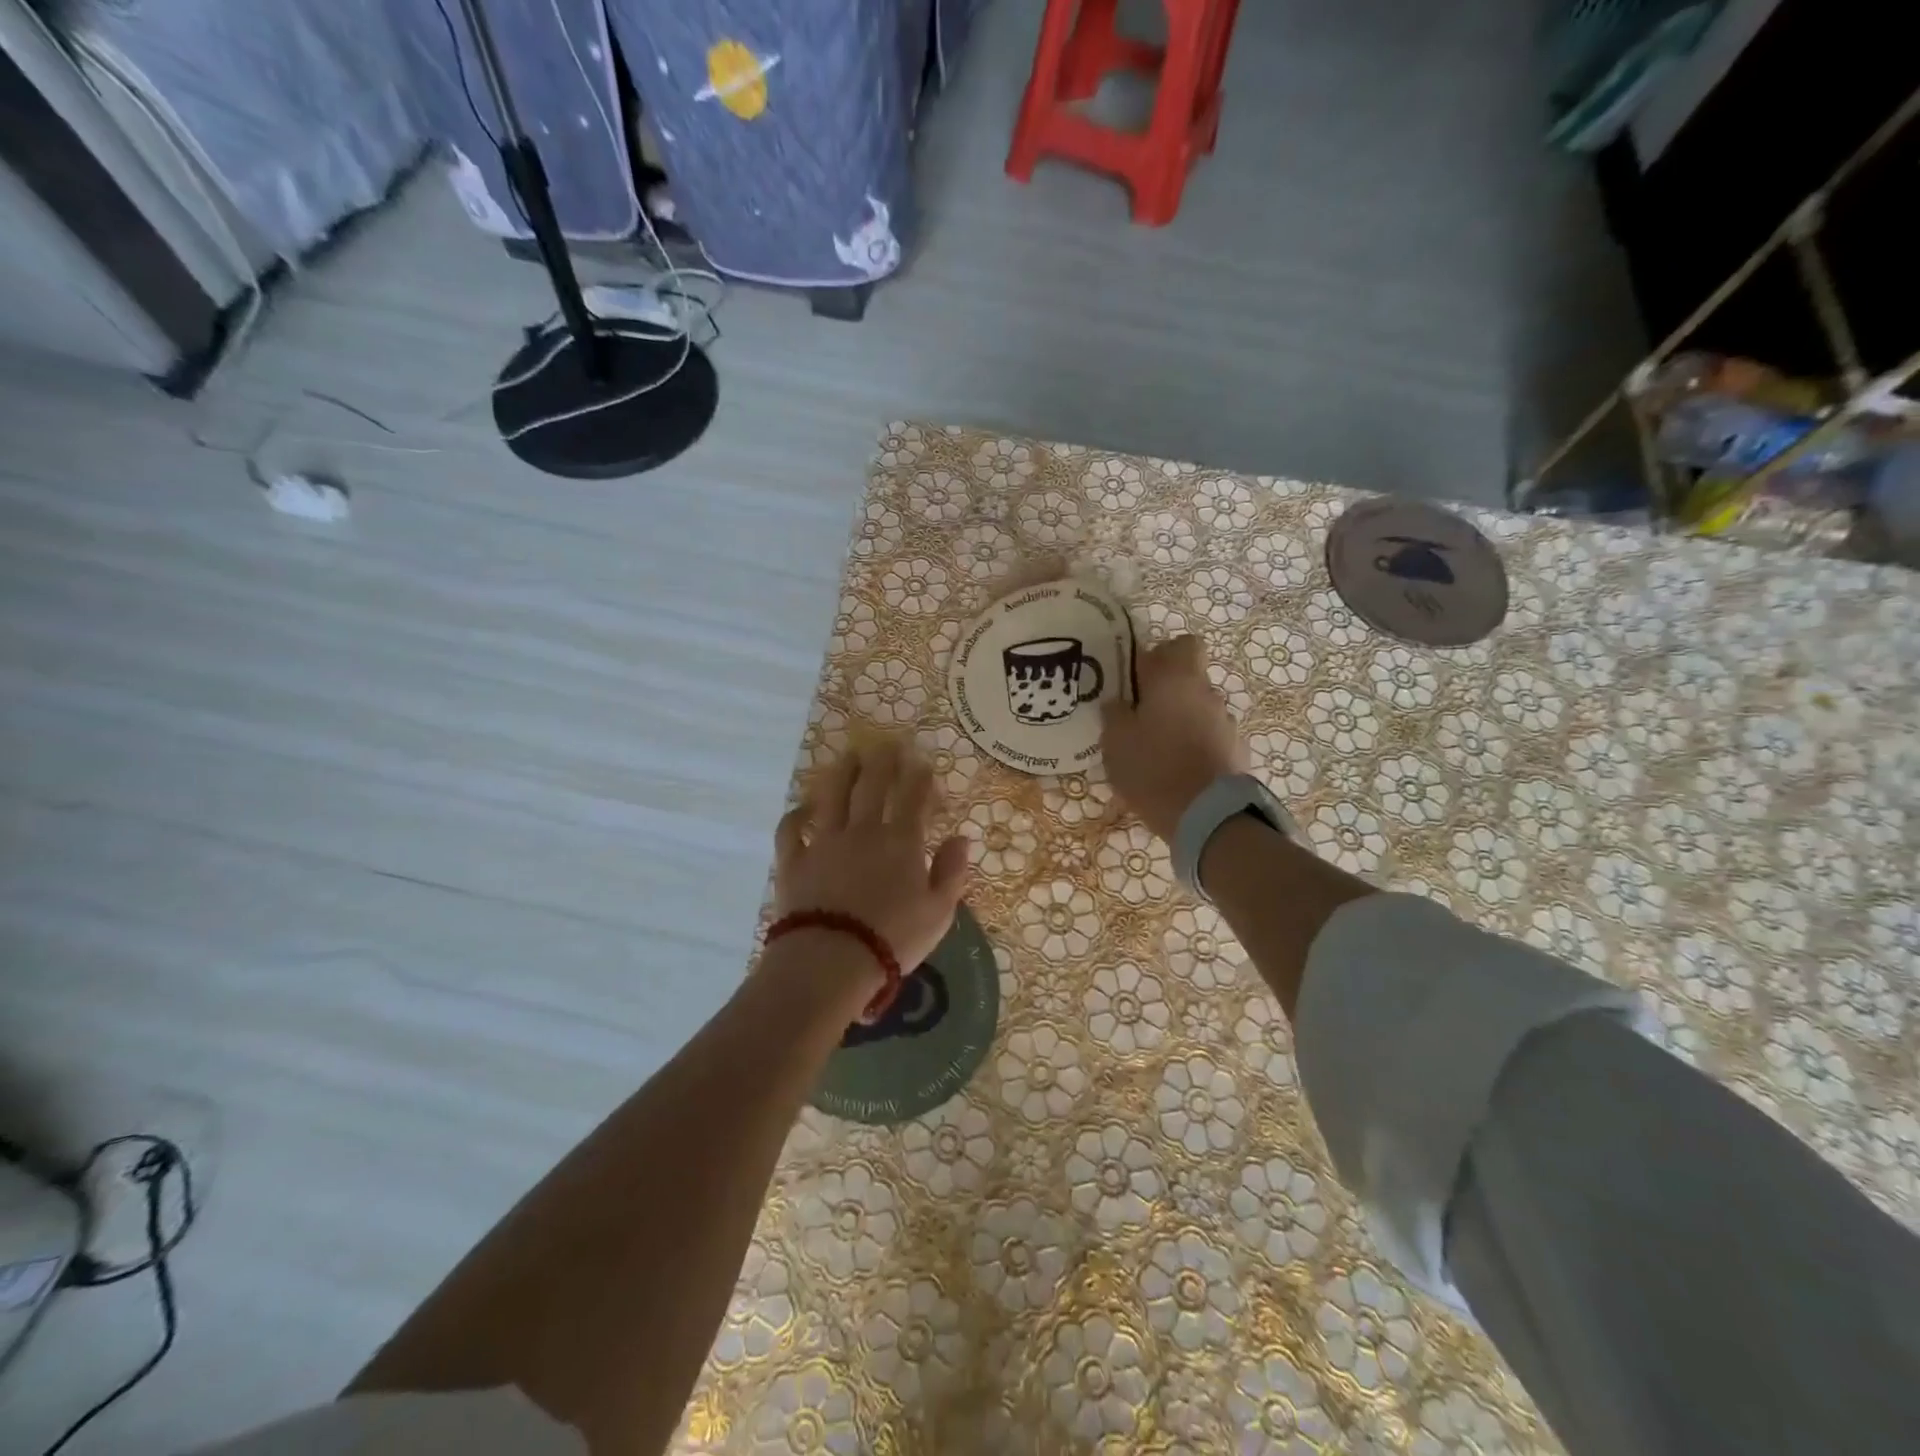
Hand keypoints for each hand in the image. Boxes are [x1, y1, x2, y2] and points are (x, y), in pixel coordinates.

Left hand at [773, 741, 970, 1004]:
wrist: (831, 961)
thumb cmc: (893, 939)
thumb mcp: (939, 912)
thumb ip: (952, 872)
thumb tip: (961, 838)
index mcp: (901, 842)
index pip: (913, 797)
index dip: (920, 776)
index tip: (923, 762)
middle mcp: (863, 831)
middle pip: (872, 785)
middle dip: (882, 760)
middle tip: (887, 743)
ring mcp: (824, 842)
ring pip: (832, 795)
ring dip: (842, 772)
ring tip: (848, 756)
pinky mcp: (793, 860)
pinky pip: (791, 828)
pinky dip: (797, 814)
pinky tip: (803, 807)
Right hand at [1100, 635, 1248, 841]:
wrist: (1207, 817)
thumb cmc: (1153, 769)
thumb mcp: (1115, 742)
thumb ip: (1114, 714)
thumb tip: (1118, 703)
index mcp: (1176, 680)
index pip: (1180, 644)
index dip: (1160, 655)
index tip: (1139, 678)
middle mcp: (1206, 693)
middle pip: (1189, 678)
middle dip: (1166, 692)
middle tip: (1140, 716)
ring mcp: (1225, 722)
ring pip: (1198, 709)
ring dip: (1180, 721)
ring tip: (1156, 750)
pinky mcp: (1235, 751)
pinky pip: (1208, 737)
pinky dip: (1194, 746)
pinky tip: (1176, 770)